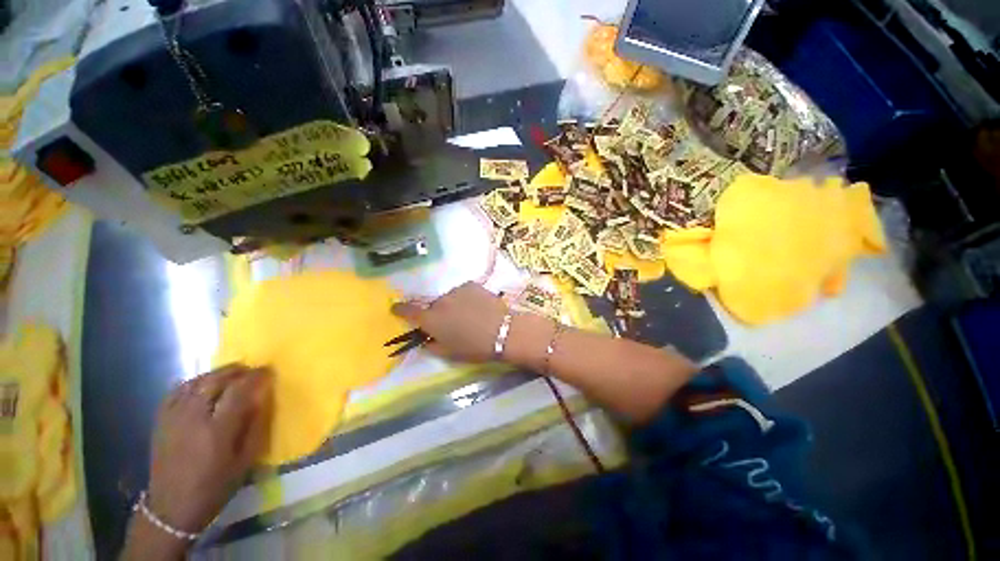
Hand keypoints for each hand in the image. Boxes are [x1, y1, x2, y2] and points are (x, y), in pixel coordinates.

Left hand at [146, 365, 272, 533]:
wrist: (171, 507)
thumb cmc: (215, 486)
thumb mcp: (245, 462)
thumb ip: (256, 427)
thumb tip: (264, 398)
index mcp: (217, 430)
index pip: (239, 391)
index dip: (256, 377)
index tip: (268, 371)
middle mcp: (193, 418)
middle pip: (215, 381)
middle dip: (237, 371)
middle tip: (252, 370)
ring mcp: (173, 418)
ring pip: (196, 382)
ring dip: (217, 374)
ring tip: (232, 374)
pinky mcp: (161, 421)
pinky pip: (177, 391)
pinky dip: (193, 382)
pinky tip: (203, 384)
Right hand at [392, 282, 507, 362]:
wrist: (502, 331)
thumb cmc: (474, 347)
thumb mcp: (449, 353)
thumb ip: (431, 345)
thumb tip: (425, 338)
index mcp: (431, 319)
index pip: (408, 311)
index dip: (400, 309)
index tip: (396, 308)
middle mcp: (440, 301)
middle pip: (433, 306)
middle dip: (438, 314)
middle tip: (452, 323)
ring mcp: (456, 290)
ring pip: (449, 298)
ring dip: (453, 305)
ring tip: (469, 315)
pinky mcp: (471, 285)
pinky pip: (463, 292)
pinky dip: (466, 298)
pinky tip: (478, 306)